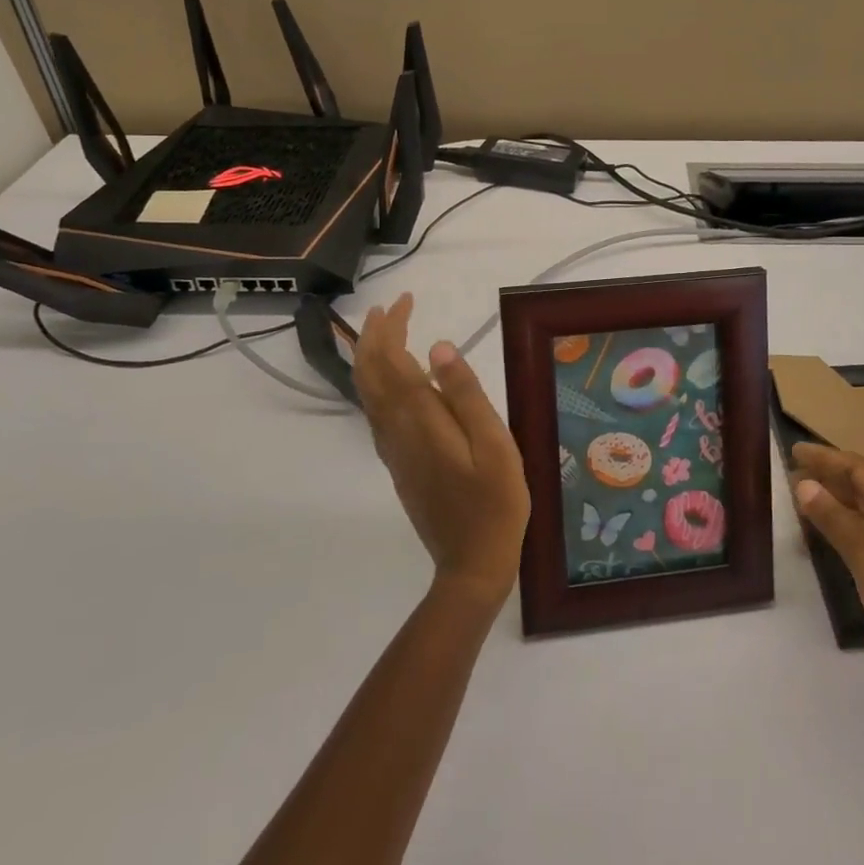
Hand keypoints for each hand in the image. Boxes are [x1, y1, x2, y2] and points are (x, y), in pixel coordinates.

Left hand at [354, 293, 530, 606]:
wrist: (472, 564)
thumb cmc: (495, 501)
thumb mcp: (494, 444)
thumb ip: (466, 394)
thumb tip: (438, 346)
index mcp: (420, 420)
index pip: (391, 361)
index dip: (391, 327)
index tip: (404, 300)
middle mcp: (396, 431)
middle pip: (370, 374)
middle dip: (374, 336)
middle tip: (390, 308)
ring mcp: (394, 450)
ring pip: (368, 394)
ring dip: (371, 357)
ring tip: (386, 332)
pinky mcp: (399, 464)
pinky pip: (376, 413)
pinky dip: (377, 384)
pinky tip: (394, 382)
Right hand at [791, 441, 863, 708]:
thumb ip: (835, 519)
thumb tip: (804, 484)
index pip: (859, 469)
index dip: (827, 457)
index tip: (795, 450)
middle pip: (862, 486)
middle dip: (828, 476)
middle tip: (792, 473)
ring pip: (862, 510)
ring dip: (832, 500)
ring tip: (800, 499)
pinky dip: (841, 526)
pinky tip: (823, 535)